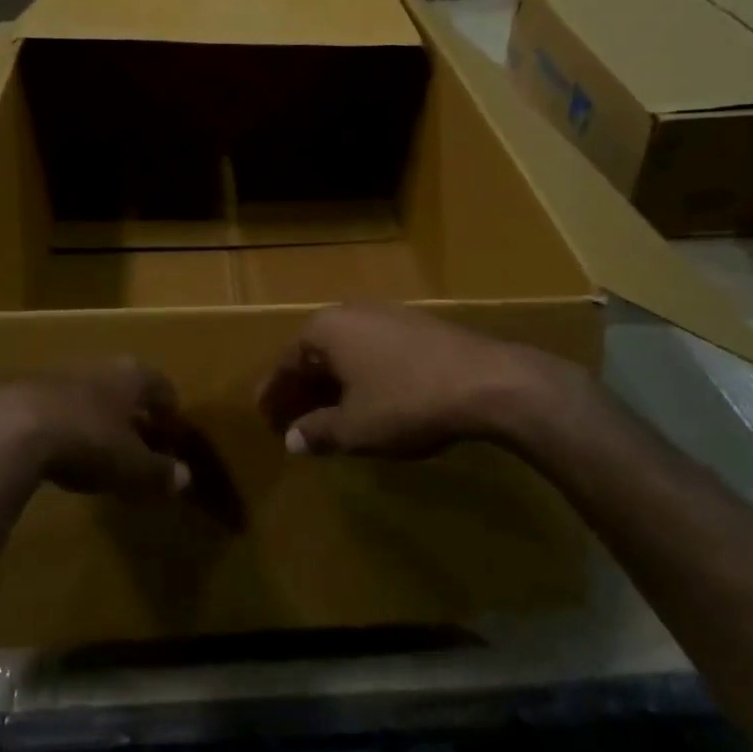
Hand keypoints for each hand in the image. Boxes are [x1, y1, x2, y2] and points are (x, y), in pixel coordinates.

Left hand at [0, 359, 192, 514]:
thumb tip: (184, 477)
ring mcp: (56, 375)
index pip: (160, 386)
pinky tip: (57, 448)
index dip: (169, 409)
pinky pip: (54, 406)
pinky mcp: (21, 391)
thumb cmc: (86, 441)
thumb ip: (159, 472)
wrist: (8, 430)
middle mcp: (97, 366)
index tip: (172, 429)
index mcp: (130, 377)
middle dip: (132, 411)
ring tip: (98, 446)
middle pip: (123, 386)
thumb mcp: (131, 466)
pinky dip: (63, 424)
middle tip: (138, 439)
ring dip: (95, 416)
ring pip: (87, 393)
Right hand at [258, 305, 576, 458]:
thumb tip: (293, 438)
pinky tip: (369, 401)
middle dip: (302, 389)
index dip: (274, 394)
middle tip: (292, 419)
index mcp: (326, 330)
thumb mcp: (355, 427)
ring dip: (332, 384)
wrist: (487, 381)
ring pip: (346, 352)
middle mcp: (351, 313)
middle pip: (315, 354)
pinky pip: (373, 352)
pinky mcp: (418, 327)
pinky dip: (361, 377)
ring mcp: (387, 316)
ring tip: (328, 415)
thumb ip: (318, 432)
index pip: (286, 362)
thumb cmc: (406, 402)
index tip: (265, 418)